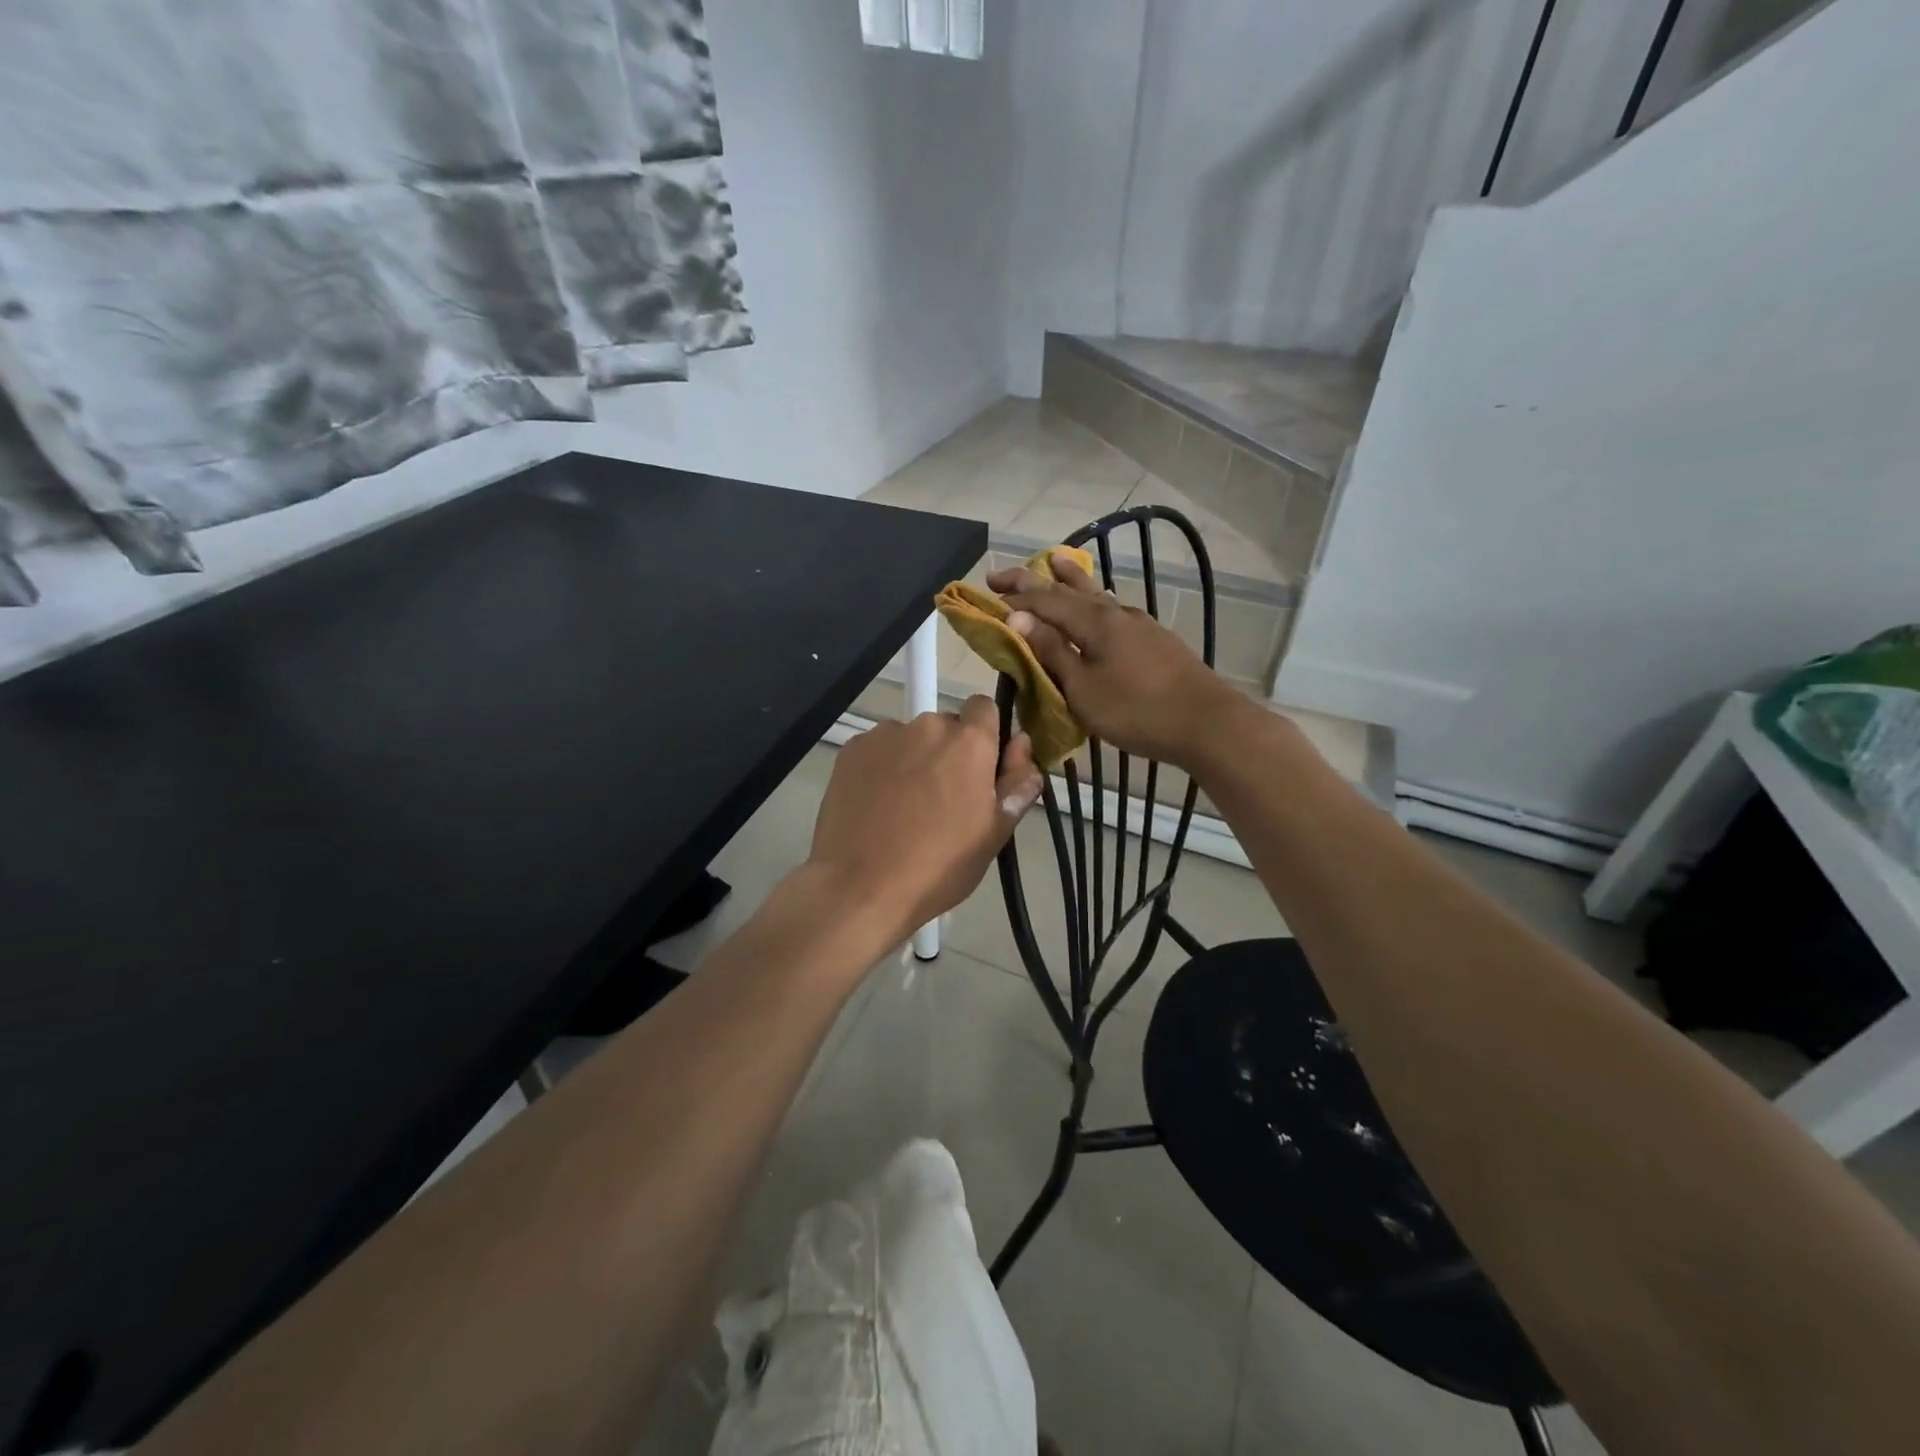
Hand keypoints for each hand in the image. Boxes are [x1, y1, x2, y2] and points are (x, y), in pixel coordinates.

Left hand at [807, 697, 1040, 940]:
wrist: (861, 886)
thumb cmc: (939, 864)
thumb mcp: (995, 832)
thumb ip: (1018, 781)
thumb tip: (1022, 744)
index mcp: (969, 741)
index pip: (985, 707)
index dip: (986, 736)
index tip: (981, 772)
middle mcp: (927, 725)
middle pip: (946, 726)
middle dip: (949, 753)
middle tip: (943, 800)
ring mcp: (884, 735)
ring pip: (910, 739)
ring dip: (914, 759)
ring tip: (904, 807)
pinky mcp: (851, 751)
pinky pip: (878, 751)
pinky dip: (882, 768)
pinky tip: (877, 806)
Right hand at [987, 551, 1250, 767]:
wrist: (1206, 723)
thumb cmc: (1137, 710)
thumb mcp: (1083, 689)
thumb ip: (1052, 652)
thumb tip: (1019, 618)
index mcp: (1095, 621)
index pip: (1044, 600)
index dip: (1015, 594)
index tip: (987, 588)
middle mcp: (1116, 613)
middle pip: (1070, 589)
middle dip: (1036, 580)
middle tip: (1005, 573)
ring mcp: (1140, 624)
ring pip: (1097, 594)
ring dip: (1071, 581)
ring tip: (1057, 564)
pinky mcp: (1155, 640)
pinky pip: (1113, 610)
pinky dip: (1094, 601)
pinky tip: (1100, 606)